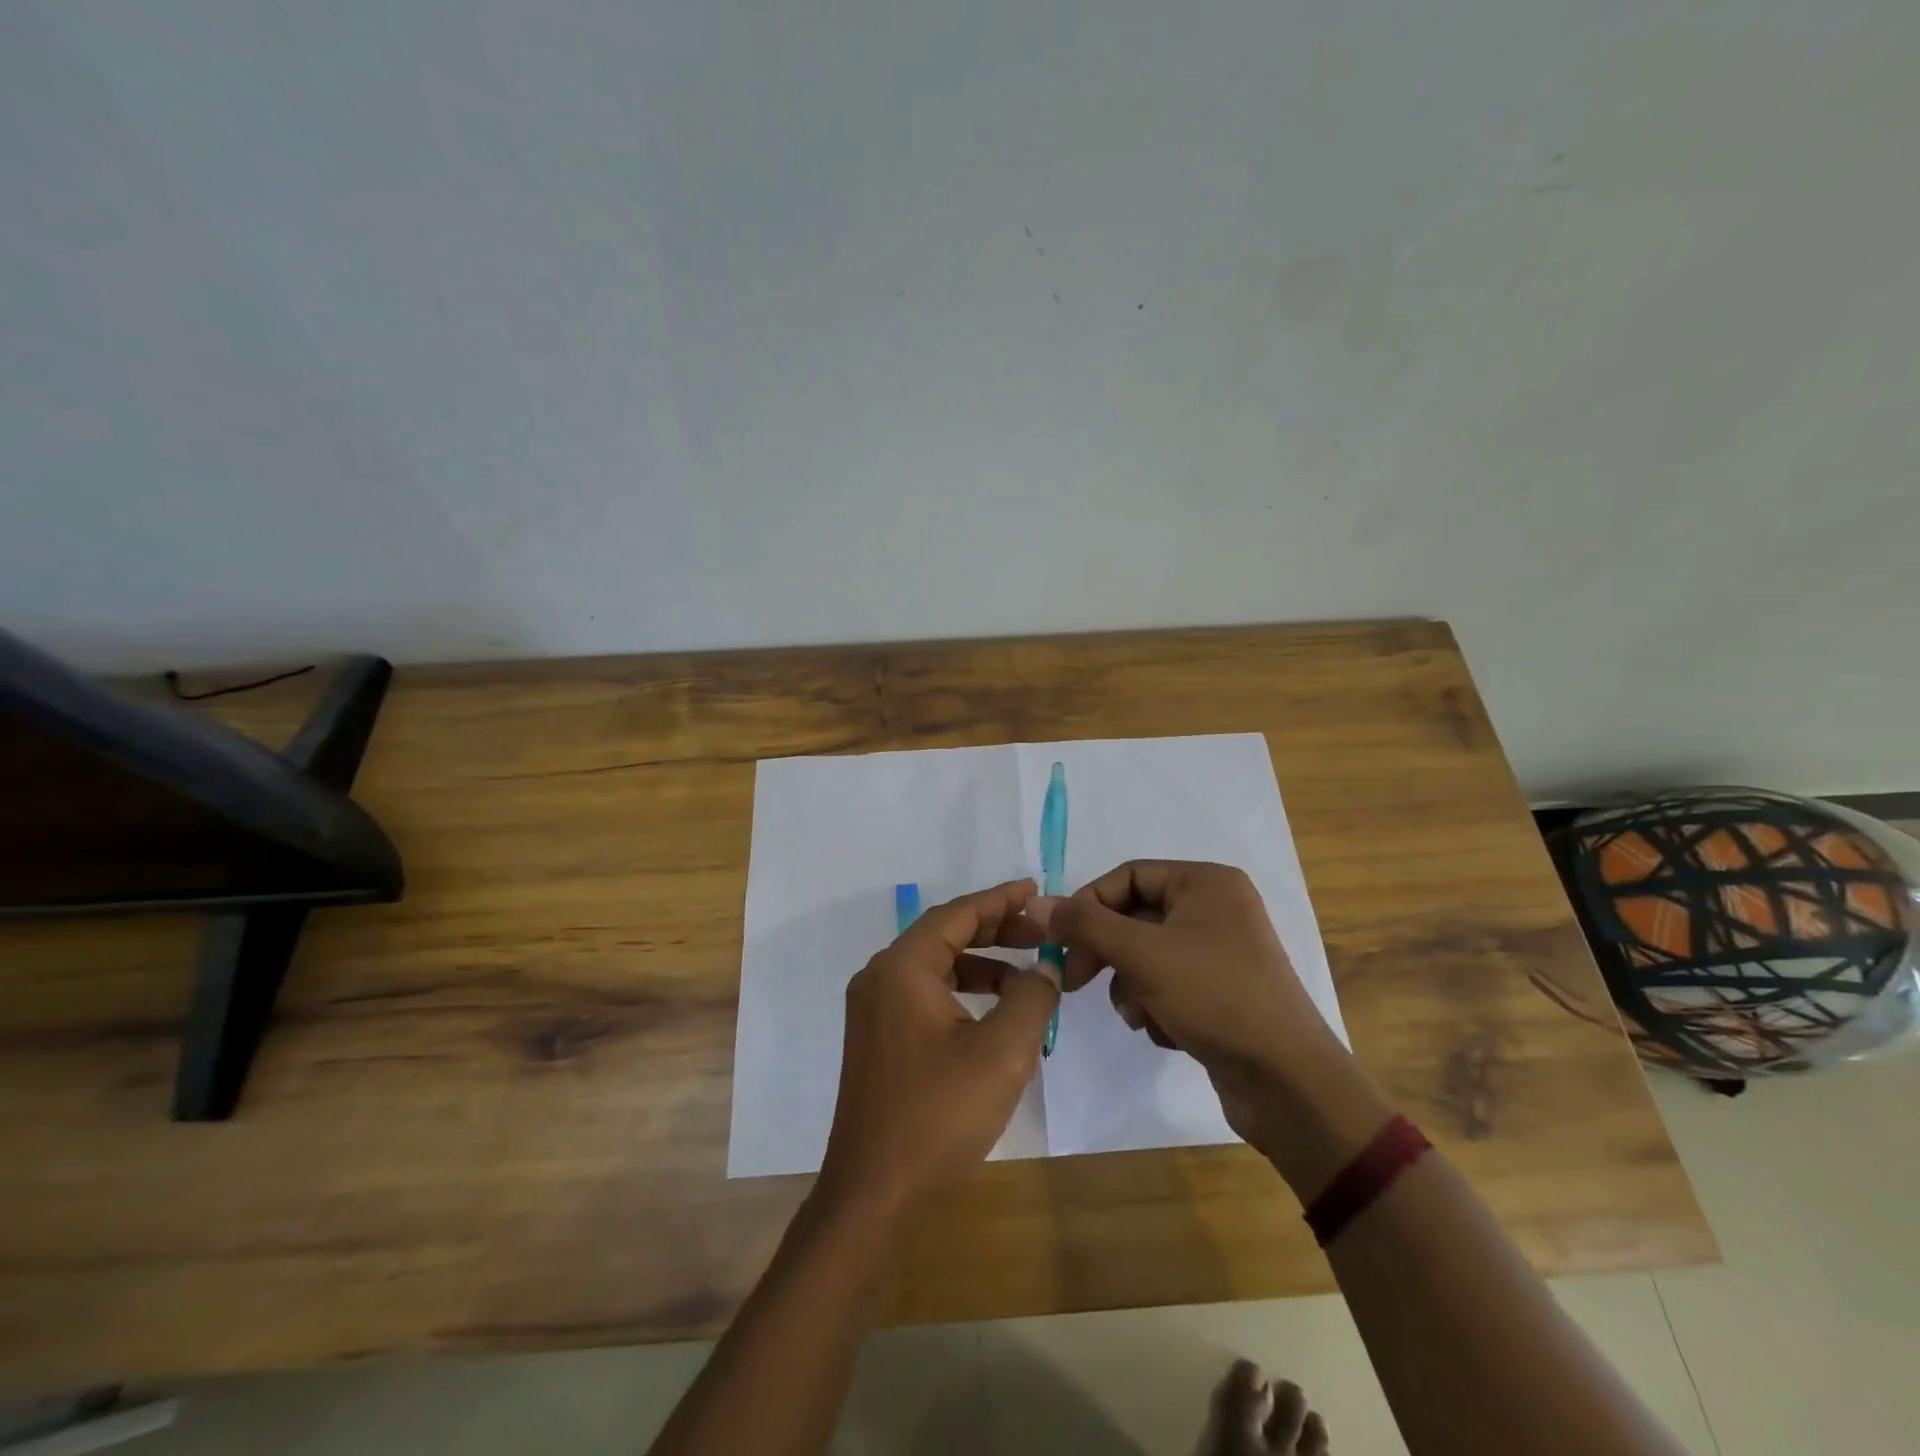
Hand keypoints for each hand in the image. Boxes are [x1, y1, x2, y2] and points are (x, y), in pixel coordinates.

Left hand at [815, 880, 1057, 1221]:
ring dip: (981, 963)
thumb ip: (1031, 996)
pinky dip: (961, 991)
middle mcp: (880, 977)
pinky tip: (995, 1011)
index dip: (1000, 900)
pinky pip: (924, 993)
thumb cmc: (939, 1115)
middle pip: (944, 934)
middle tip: (1041, 932)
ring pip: (935, 965)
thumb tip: (1043, 966)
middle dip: (995, 930)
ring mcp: (874, 1009)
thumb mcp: (1003, 1052)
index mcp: (902, 968)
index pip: (957, 914)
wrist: (874, 1193)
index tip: (1035, 890)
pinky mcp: (877, 1038)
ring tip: (1028, 973)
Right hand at [1028, 861, 1347, 1143]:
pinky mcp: (1221, 992)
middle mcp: (1216, 909)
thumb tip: (1035, 902)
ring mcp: (1220, 952)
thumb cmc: (1215, 997)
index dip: (1088, 904)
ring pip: (1146, 955)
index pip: (1128, 876)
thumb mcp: (1141, 954)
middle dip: (1106, 951)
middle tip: (1075, 980)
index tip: (1059, 940)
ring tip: (1139, 1015)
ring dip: (1130, 985)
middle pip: (1135, 917)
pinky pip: (1168, 984)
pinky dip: (1156, 1005)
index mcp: (1206, 883)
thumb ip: (1085, 925)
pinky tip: (1165, 1031)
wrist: (1288, 1081)